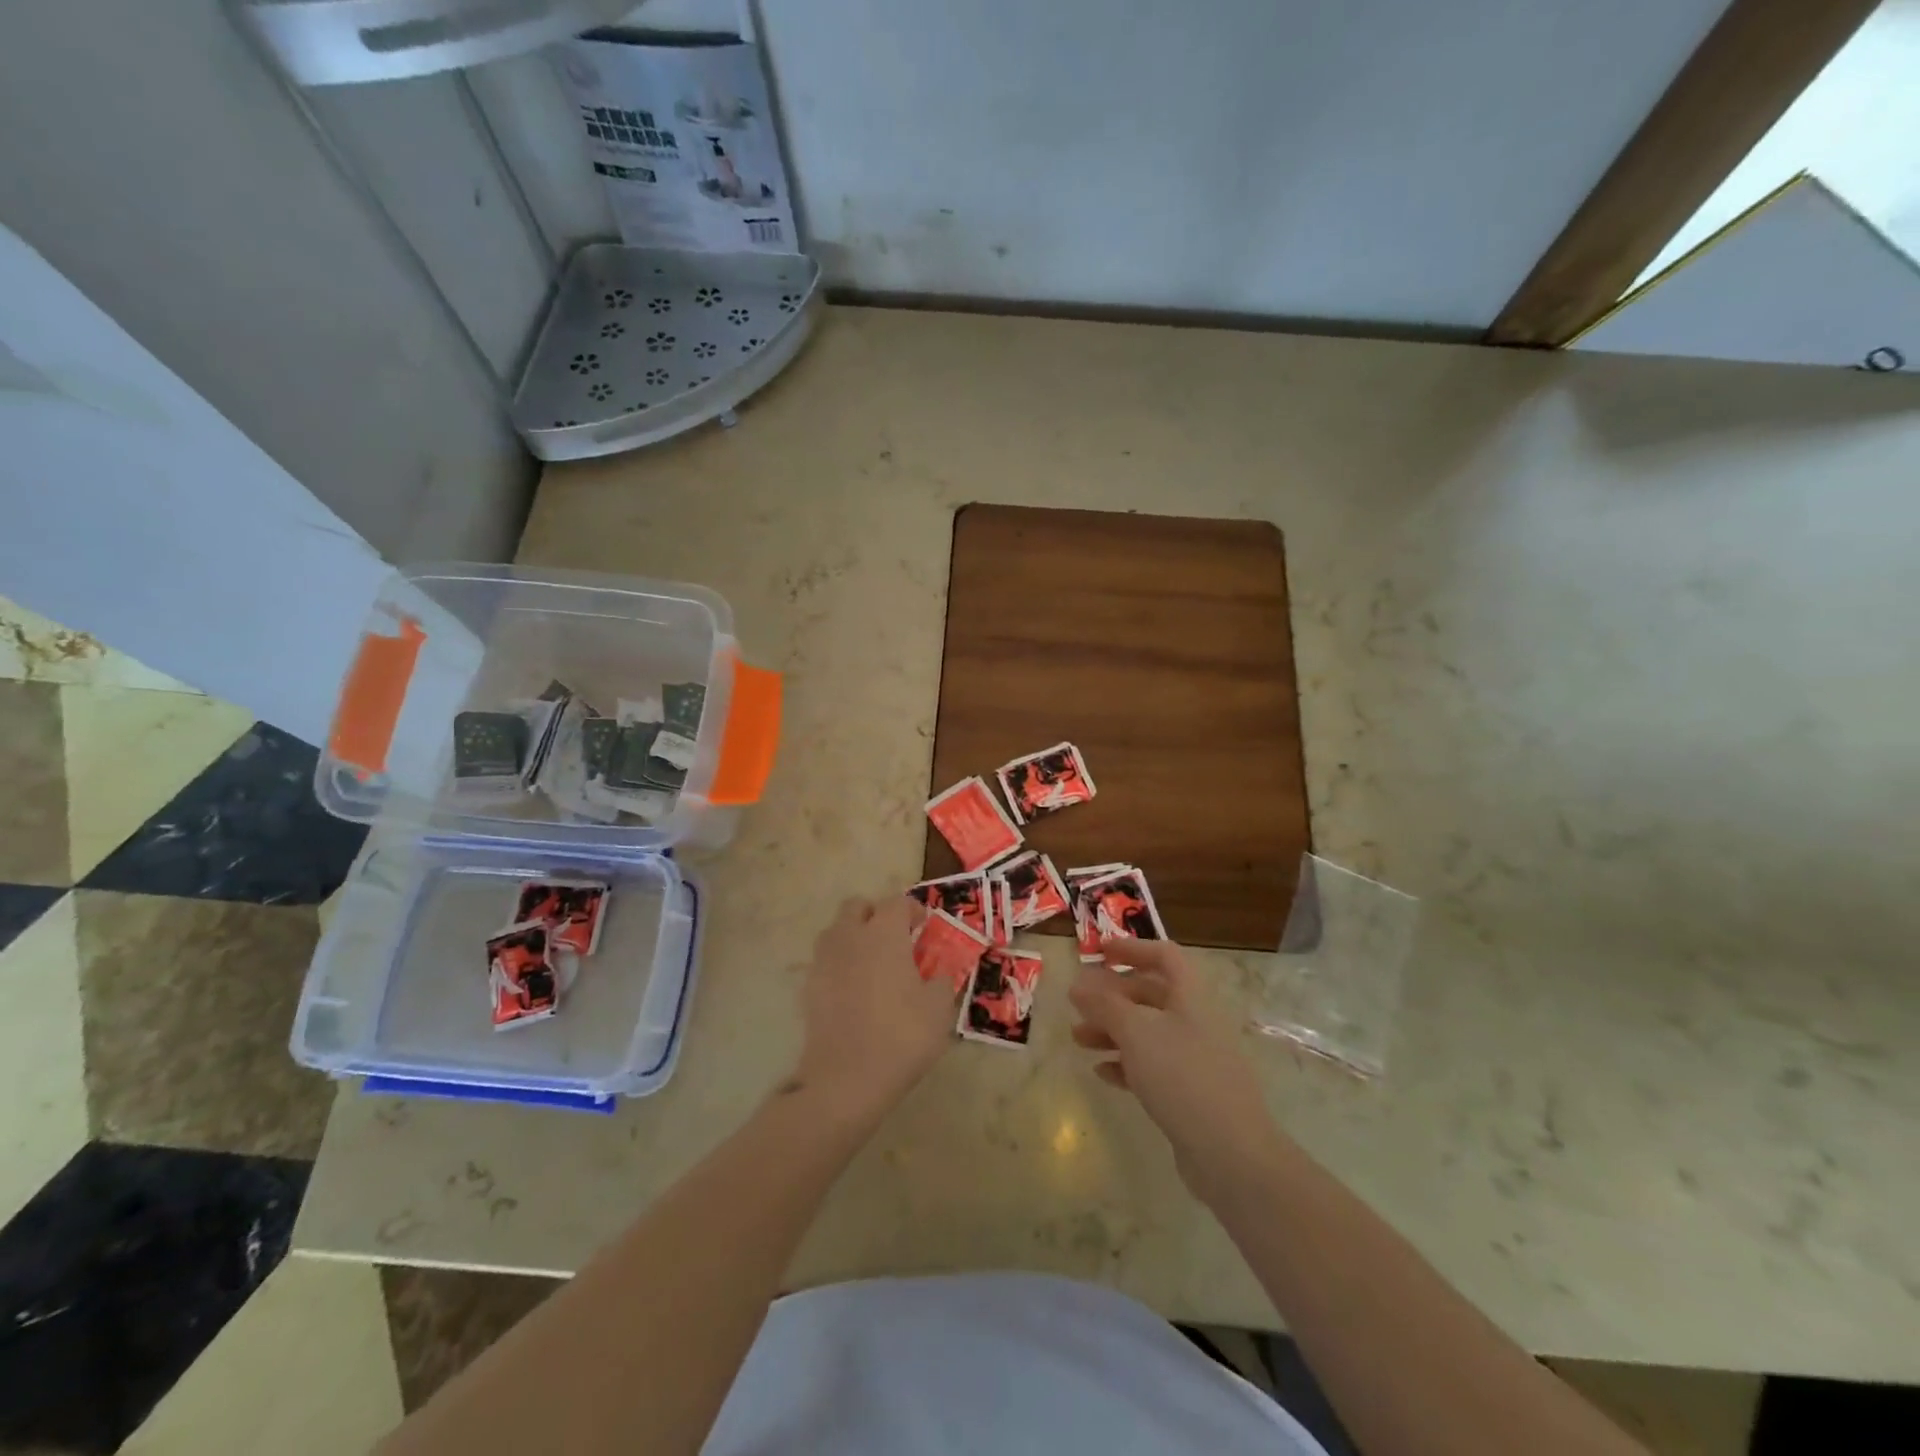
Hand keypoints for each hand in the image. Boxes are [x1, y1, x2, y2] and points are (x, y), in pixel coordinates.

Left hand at [790, 895, 956, 1123]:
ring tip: (872, 964)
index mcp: (884, 933)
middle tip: (894, 938)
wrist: (846, 1079)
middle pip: (857, 906)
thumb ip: (940, 981)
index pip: (897, 902)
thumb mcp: (939, 1008)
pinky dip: (840, 965)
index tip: (924, 926)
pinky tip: (854, 991)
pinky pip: (825, 961)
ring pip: (836, 931)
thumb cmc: (901, 1035)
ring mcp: (824, 961)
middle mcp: (849, 937)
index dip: (913, 909)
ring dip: (853, 937)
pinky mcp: (809, 987)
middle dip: (875, 914)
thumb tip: (936, 974)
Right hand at [1069, 938, 1281, 1204]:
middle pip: (1152, 995)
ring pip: (1148, 1032)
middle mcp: (1196, 1021)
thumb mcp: (1136, 1033)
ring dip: (1113, 1031)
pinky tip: (1103, 1073)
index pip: (1164, 956)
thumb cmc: (1183, 1077)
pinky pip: (1154, 1067)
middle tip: (1079, 1004)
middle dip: (1112, 996)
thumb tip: (1078, 984)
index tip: (1099, 952)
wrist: (1232, 1154)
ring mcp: (1196, 1058)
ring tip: (1079, 1040)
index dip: (1132, 949)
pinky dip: (1127, 1064)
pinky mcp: (1191, 1093)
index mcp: (1191, 997)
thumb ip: (1105, 1005)